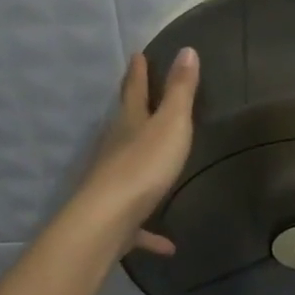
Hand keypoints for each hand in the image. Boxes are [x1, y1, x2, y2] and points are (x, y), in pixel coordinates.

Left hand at [75, 48, 199, 254]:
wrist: (107, 220)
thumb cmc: (144, 166)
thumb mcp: (171, 123)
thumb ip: (180, 91)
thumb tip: (187, 49)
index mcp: (130, 124)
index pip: (135, 90)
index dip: (139, 72)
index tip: (137, 55)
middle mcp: (116, 149)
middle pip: (125, 124)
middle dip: (132, 109)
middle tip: (136, 94)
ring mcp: (113, 183)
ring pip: (126, 168)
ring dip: (140, 164)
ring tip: (155, 165)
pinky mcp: (117, 218)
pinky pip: (138, 223)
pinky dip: (150, 232)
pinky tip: (167, 245)